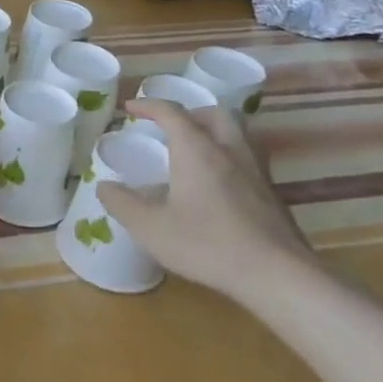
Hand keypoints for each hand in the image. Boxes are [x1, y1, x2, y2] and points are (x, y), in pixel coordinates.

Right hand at [95, 99, 313, 301]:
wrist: (277, 276)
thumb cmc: (208, 245)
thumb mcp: (150, 228)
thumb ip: (122, 203)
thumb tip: (105, 186)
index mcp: (197, 150)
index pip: (172, 112)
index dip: (149, 105)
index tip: (131, 108)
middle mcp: (229, 151)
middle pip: (214, 113)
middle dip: (189, 112)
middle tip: (170, 126)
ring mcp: (256, 172)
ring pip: (238, 134)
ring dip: (214, 132)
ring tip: (196, 150)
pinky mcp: (273, 195)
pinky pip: (248, 159)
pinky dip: (229, 157)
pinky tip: (218, 184)